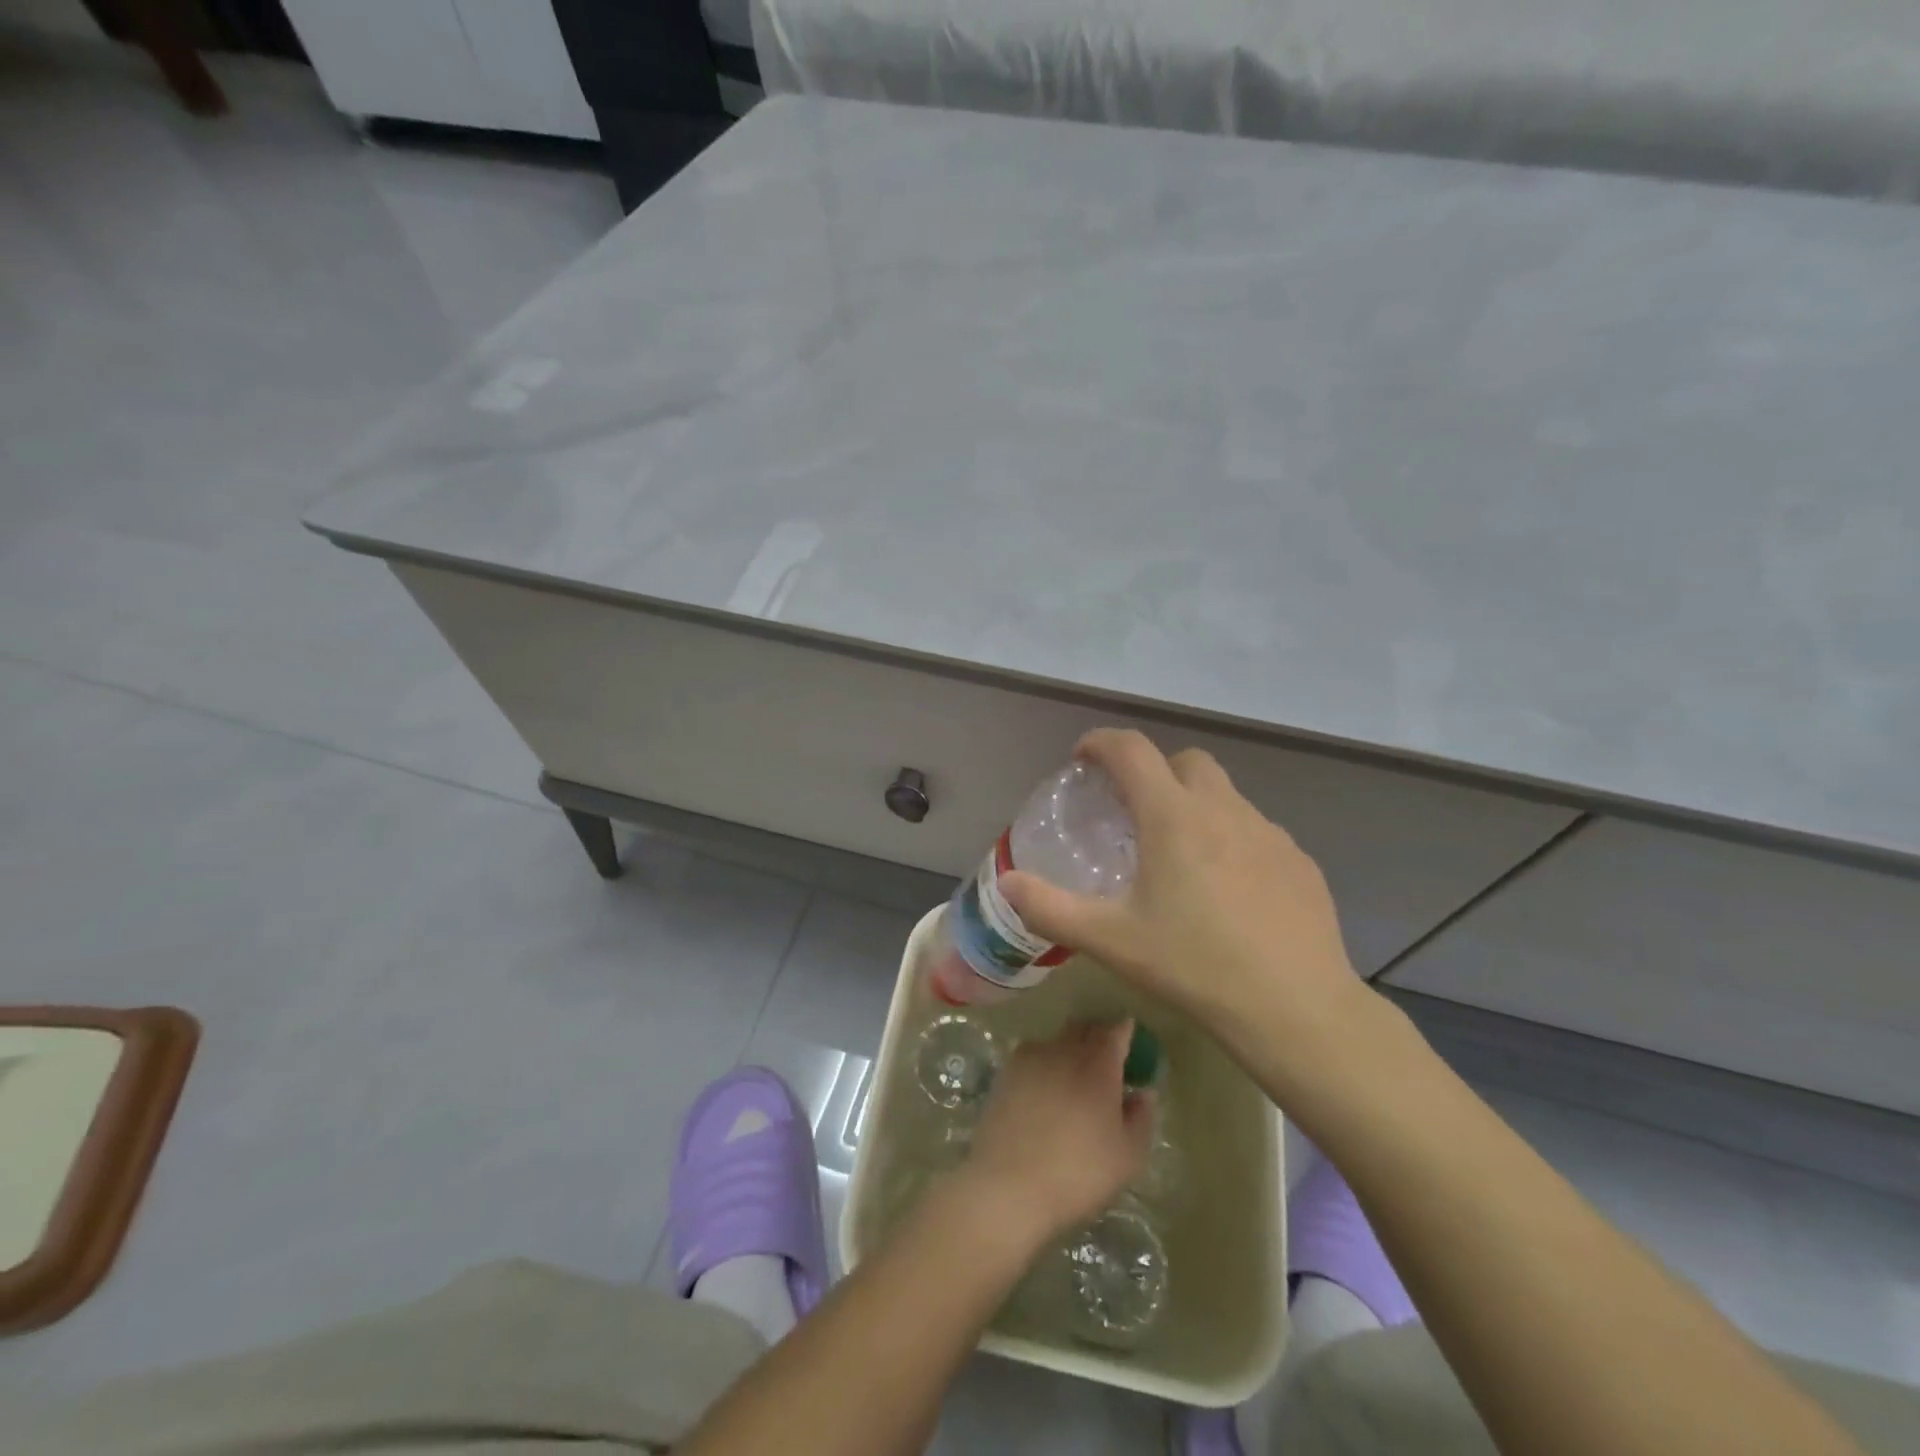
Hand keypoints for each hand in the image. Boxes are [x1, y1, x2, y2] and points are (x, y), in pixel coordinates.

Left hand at [952, 1021, 1152, 1249]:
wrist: (1010, 1183)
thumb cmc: (1079, 1172)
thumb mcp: (1128, 1156)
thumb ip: (1141, 1118)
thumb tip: (1143, 1092)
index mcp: (1098, 1065)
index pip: (1115, 1032)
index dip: (1125, 1031)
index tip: (1130, 1037)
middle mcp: (1064, 1050)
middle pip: (1083, 1028)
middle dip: (1097, 1035)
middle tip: (1105, 1056)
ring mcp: (1030, 1057)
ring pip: (1056, 1040)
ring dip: (1068, 1048)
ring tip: (1072, 1075)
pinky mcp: (1006, 1072)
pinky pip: (1031, 1055)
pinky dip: (1043, 1063)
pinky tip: (1043, 1088)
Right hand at [1000, 728, 1375, 1084]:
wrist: (1296, 1008)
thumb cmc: (1195, 965)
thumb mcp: (1110, 940)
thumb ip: (1050, 908)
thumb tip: (1007, 884)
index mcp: (1173, 816)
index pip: (1131, 750)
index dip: (1101, 742)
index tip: (1082, 758)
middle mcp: (1224, 810)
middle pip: (1185, 761)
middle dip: (1154, 771)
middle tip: (1133, 812)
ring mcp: (1269, 833)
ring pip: (1225, 795)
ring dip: (1195, 806)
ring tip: (1180, 857)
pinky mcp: (1300, 861)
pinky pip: (1256, 832)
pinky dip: (1232, 840)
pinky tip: (1228, 891)